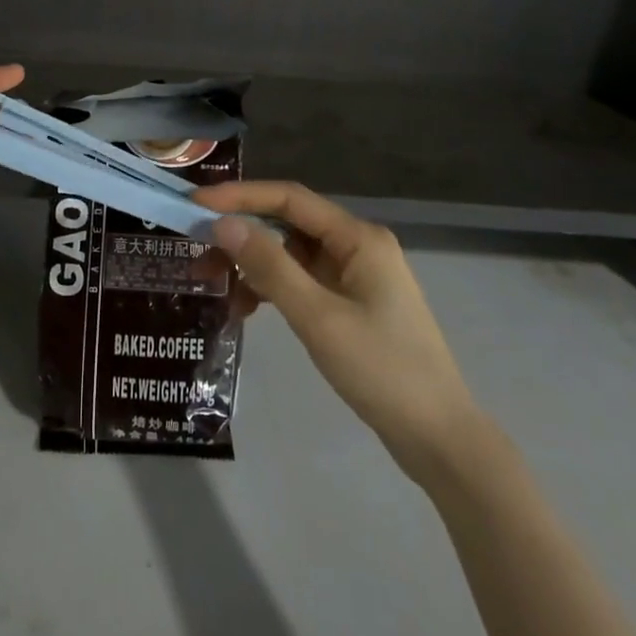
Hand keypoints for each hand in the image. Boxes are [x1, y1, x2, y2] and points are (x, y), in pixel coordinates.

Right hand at [190, 180, 483, 484]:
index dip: (240, 196)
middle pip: (288, 225)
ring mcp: (355, 277)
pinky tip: (249, 311)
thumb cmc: (382, 370)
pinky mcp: (351, 304)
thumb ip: (269, 267)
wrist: (440, 440)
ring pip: (290, 256)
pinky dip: (273, 291)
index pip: (289, 198)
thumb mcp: (318, 317)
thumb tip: (223, 223)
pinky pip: (301, 283)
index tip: (196, 203)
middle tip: (199, 256)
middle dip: (242, 237)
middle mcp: (356, 246)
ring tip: (218, 291)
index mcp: (357, 238)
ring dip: (254, 268)